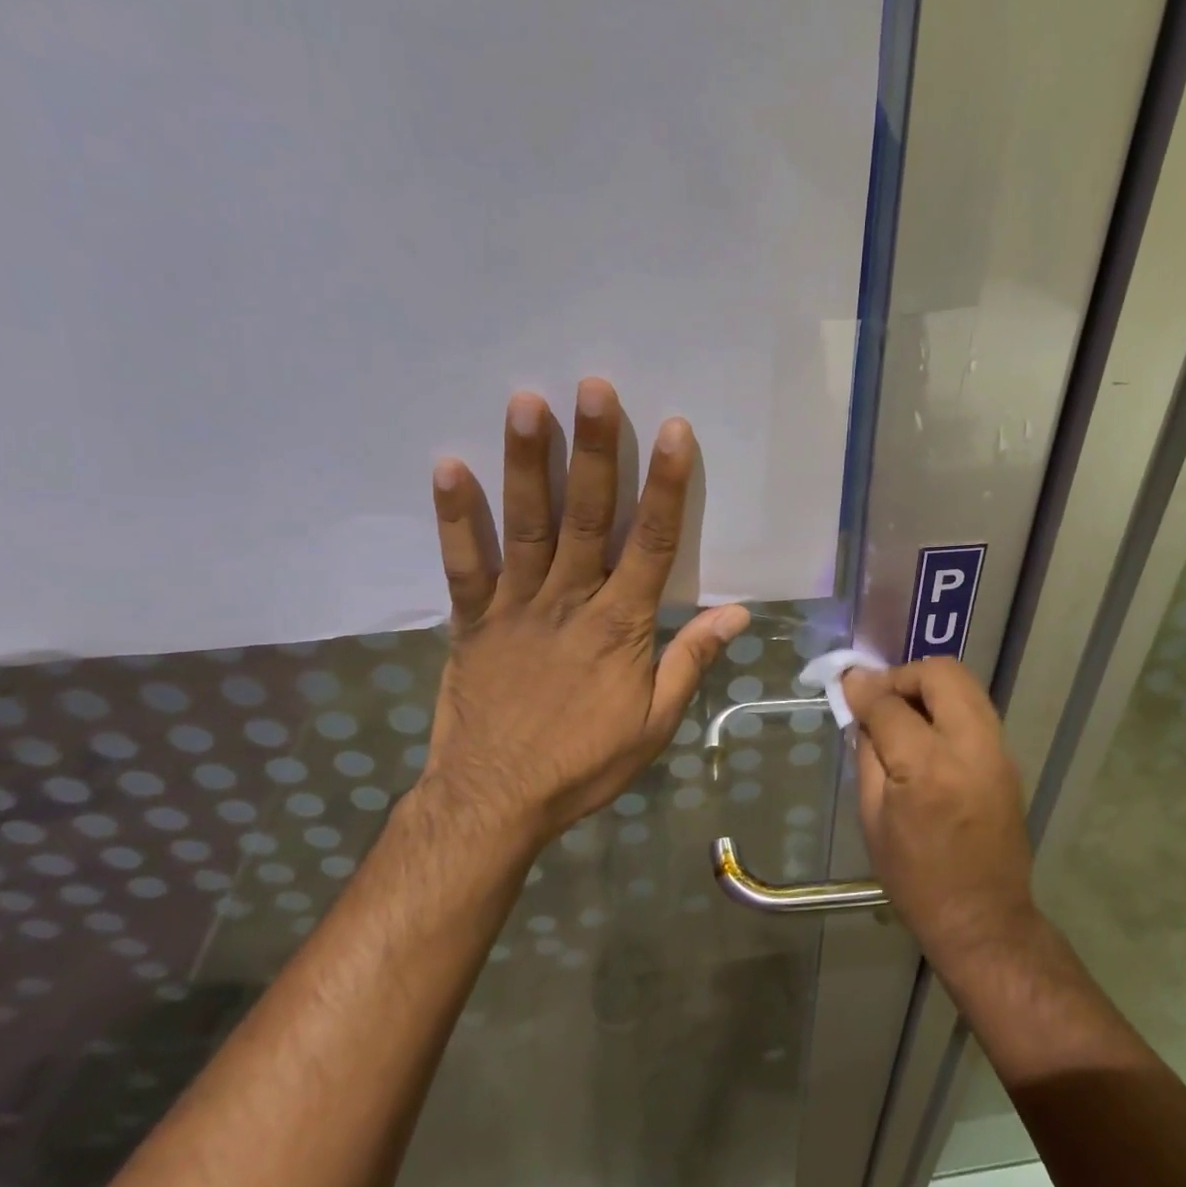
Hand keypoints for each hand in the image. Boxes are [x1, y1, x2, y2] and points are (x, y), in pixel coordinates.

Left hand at [409, 378, 747, 850]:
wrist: (497, 800)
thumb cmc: (585, 763)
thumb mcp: (656, 723)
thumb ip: (692, 660)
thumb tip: (737, 613)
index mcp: (621, 626)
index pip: (652, 543)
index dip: (665, 486)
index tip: (674, 431)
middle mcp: (570, 601)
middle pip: (587, 516)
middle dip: (594, 449)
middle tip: (593, 386)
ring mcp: (515, 607)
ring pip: (525, 526)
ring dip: (527, 463)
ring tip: (526, 402)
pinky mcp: (470, 621)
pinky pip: (463, 564)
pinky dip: (455, 517)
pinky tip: (448, 466)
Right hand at [842, 659, 1036, 965]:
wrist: (983, 918)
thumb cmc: (915, 879)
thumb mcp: (872, 819)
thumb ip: (867, 753)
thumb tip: (861, 708)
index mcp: (927, 769)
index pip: (890, 704)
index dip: (863, 690)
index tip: (847, 686)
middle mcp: (970, 747)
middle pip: (941, 674)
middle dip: (904, 675)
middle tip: (880, 698)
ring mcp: (998, 750)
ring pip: (965, 683)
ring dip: (928, 686)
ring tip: (902, 712)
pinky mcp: (1009, 759)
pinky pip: (975, 709)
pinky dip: (947, 705)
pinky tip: (926, 733)